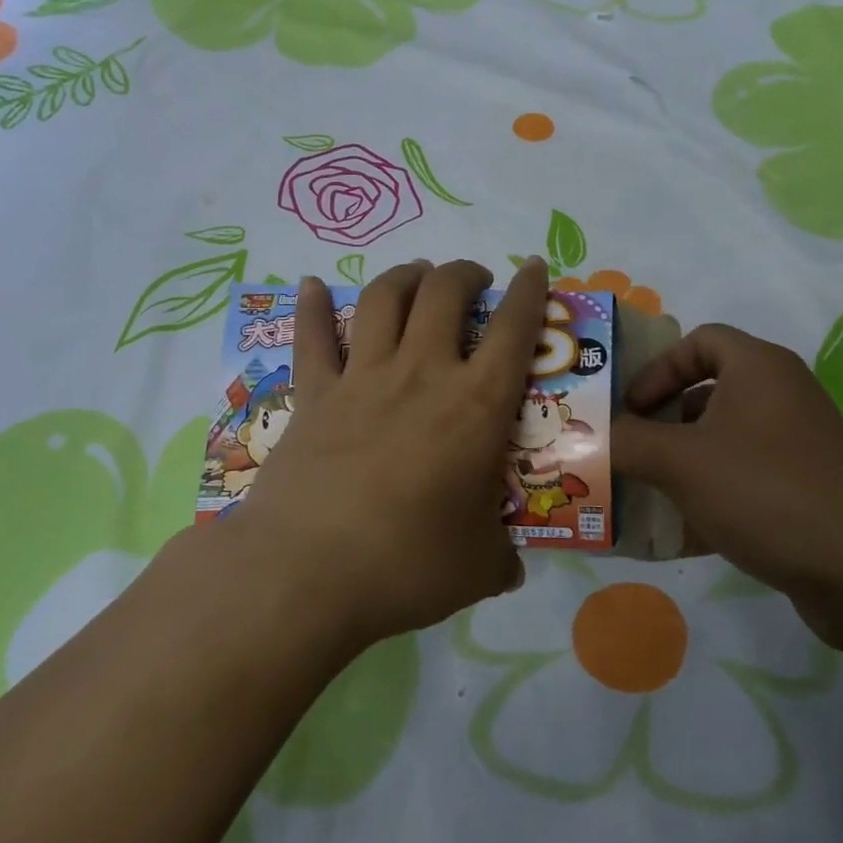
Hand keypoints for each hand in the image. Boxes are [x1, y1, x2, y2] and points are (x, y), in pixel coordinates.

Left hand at [231, 258, 546, 648]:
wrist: (308, 573)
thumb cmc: (407, 566)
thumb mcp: (480, 567)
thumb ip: (501, 555)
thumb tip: (509, 565)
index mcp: (476, 406)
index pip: (513, 329)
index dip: (529, 290)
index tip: (534, 268)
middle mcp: (421, 374)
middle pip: (445, 293)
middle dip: (464, 274)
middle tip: (474, 282)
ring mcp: (362, 379)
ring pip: (384, 299)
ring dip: (406, 276)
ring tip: (418, 276)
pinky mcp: (313, 397)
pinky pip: (312, 339)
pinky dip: (312, 306)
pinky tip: (312, 284)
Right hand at [612, 324, 842, 647]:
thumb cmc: (767, 492)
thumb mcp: (681, 462)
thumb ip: (627, 442)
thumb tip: (589, 438)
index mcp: (759, 368)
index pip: (699, 340)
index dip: (657, 368)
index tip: (630, 408)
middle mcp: (782, 396)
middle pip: (707, 391)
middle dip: (662, 421)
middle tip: (628, 450)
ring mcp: (798, 446)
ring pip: (723, 440)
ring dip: (681, 462)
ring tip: (645, 493)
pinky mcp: (806, 491)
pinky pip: (744, 480)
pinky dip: (710, 496)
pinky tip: (679, 532)